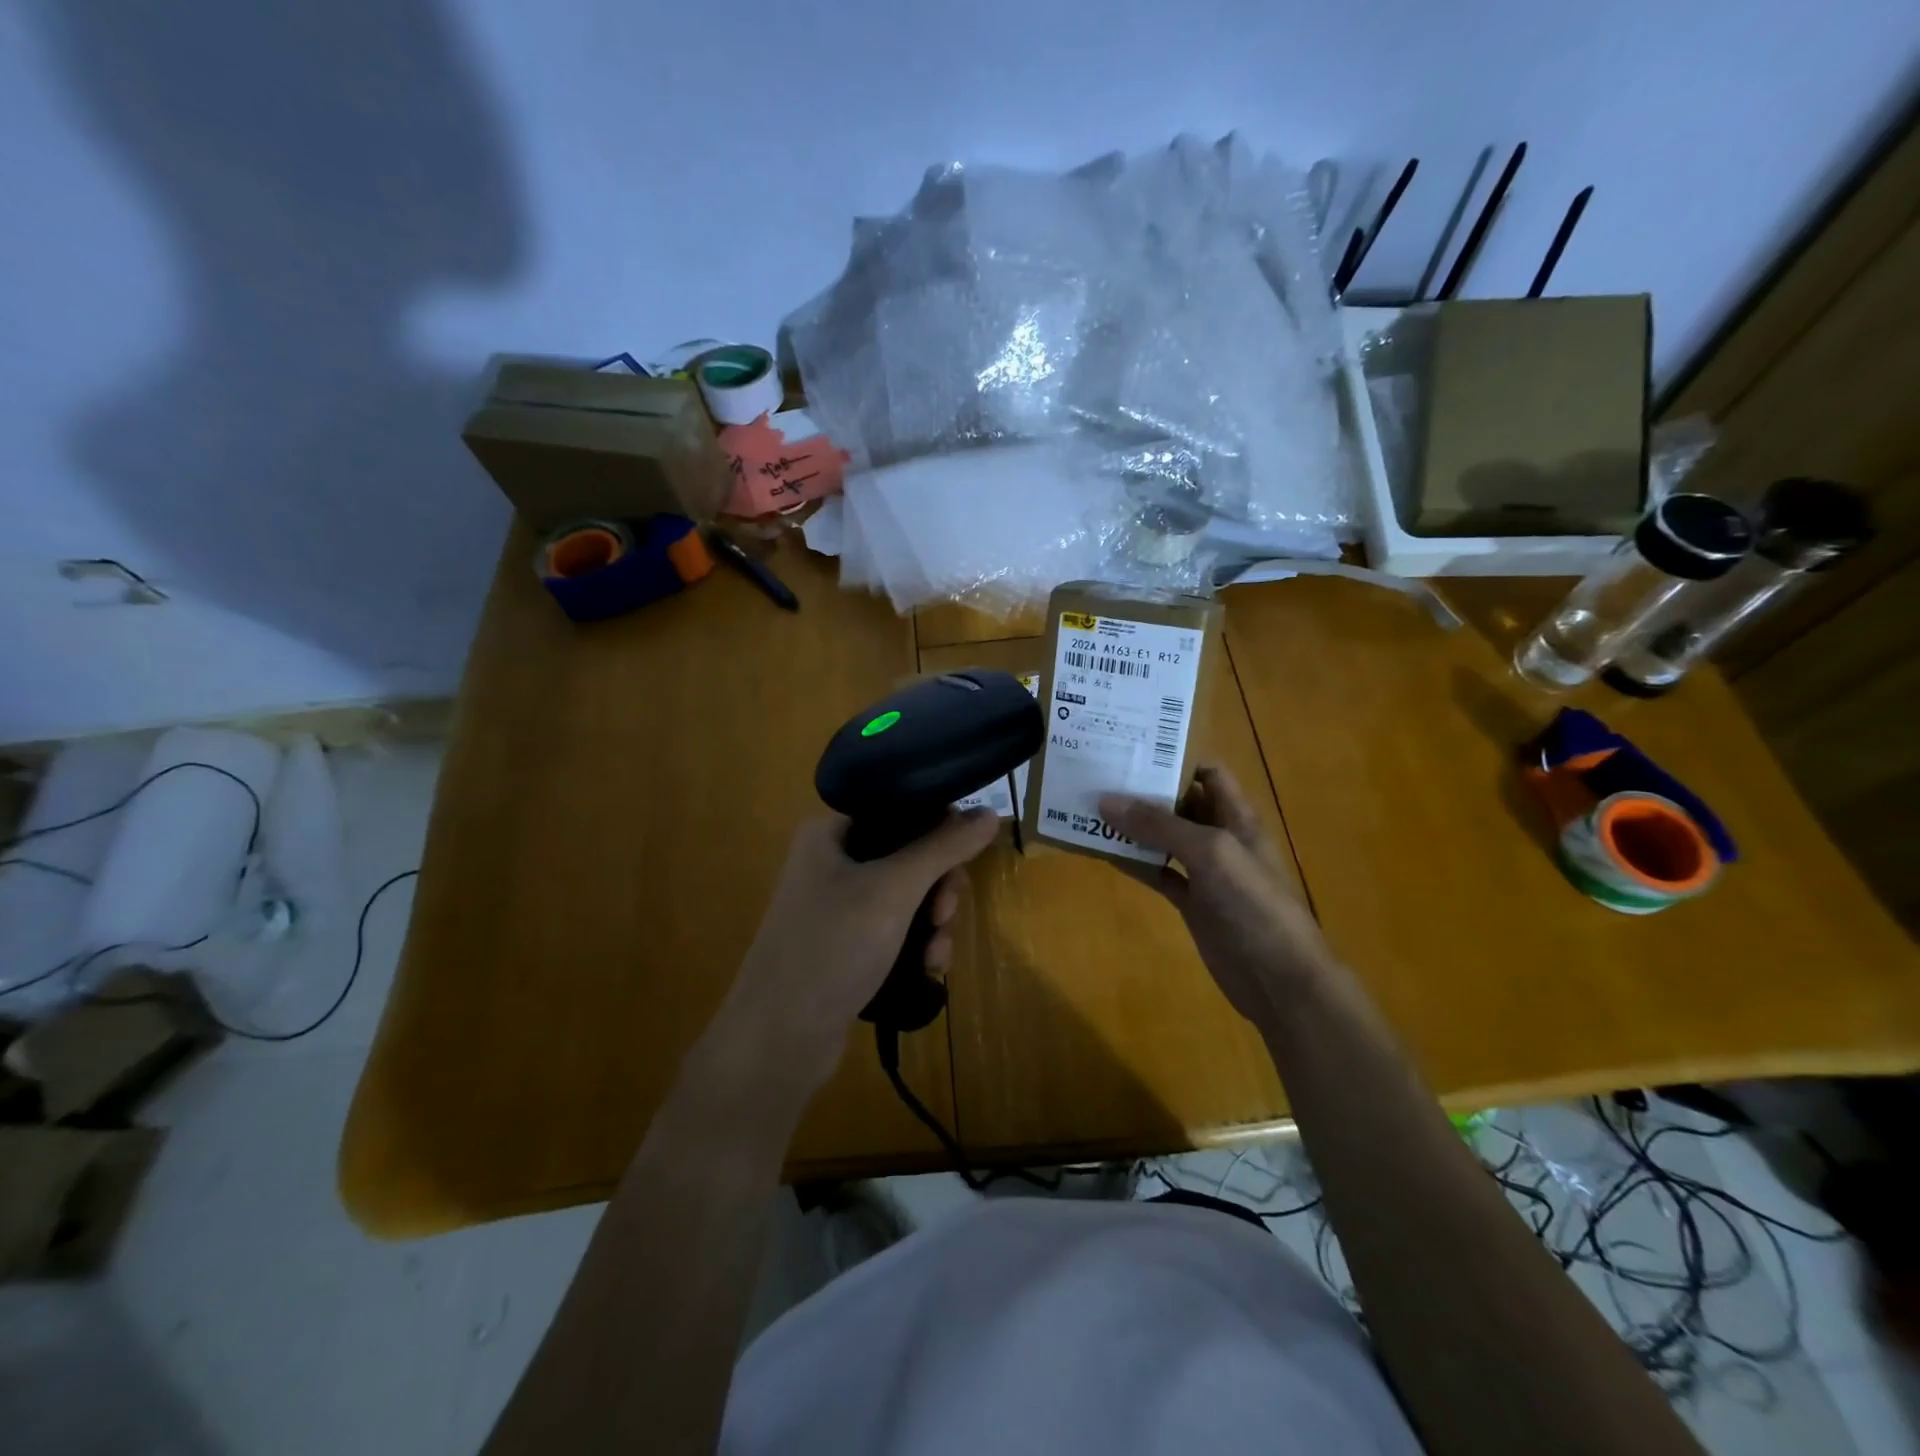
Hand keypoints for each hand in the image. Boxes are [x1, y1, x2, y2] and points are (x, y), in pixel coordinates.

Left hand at [712, 809, 999, 1094]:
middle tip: (945, 915)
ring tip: (936, 955)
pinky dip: (917, 943)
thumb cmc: (831, 948)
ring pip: (909, 895)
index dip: (939, 829)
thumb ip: (943, 847)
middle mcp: (832, 860)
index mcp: (830, 832)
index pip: (900, 807)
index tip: (960, 862)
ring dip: (934, 922)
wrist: (778, 1040)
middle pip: (910, 854)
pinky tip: (928, 969)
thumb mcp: (893, 890)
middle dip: (939, 887)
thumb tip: (989, 812)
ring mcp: (838, 905)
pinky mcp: (846, 943)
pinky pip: (896, 927)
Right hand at [1099, 766, 1338, 1027]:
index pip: (1208, 775)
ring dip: (1134, 828)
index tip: (1132, 753)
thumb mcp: (1209, 852)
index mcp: (1236, 817)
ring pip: (1165, 840)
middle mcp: (1221, 839)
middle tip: (1100, 778)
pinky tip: (1105, 854)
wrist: (1279, 978)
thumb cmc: (1253, 903)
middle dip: (1146, 792)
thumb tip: (1105, 801)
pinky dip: (1135, 863)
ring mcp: (1206, 873)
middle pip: (1181, 804)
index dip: (1175, 761)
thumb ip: (1159, 825)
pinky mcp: (1192, 903)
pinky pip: (1158, 874)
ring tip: (1092, 811)